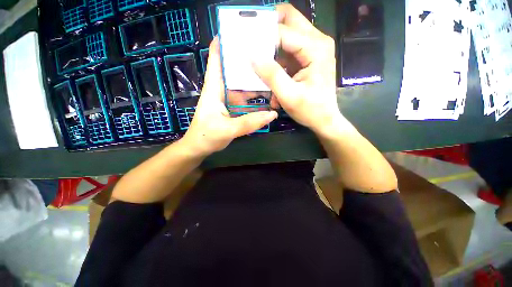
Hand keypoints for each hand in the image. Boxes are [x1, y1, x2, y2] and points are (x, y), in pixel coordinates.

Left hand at [182, 38, 277, 156]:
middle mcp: (223, 90)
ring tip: (274, 76)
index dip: (225, 42)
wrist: (200, 148)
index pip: (217, 59)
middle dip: (250, 62)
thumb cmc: (206, 136)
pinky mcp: (235, 109)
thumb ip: (249, 123)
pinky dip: (257, 99)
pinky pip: (248, 100)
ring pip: (245, 86)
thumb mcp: (226, 129)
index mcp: (215, 88)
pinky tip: (269, 98)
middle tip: (270, 54)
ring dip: (257, 82)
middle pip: (237, 71)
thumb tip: (272, 114)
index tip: (241, 32)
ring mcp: (230, 100)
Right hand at [253, 4, 344, 134]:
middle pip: (289, 21)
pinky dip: (278, 62)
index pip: (284, 32)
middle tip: (253, 44)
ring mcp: (313, 49)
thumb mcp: (289, 96)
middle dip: (269, 30)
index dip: (263, 37)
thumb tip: (253, 56)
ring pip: (287, 35)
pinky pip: (289, 51)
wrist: (324, 120)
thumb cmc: (310, 110)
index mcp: (316, 49)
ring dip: (272, 49)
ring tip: (261, 67)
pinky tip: (273, 79)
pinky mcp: (308, 58)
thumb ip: (272, 75)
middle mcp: (317, 42)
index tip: (246, 46)